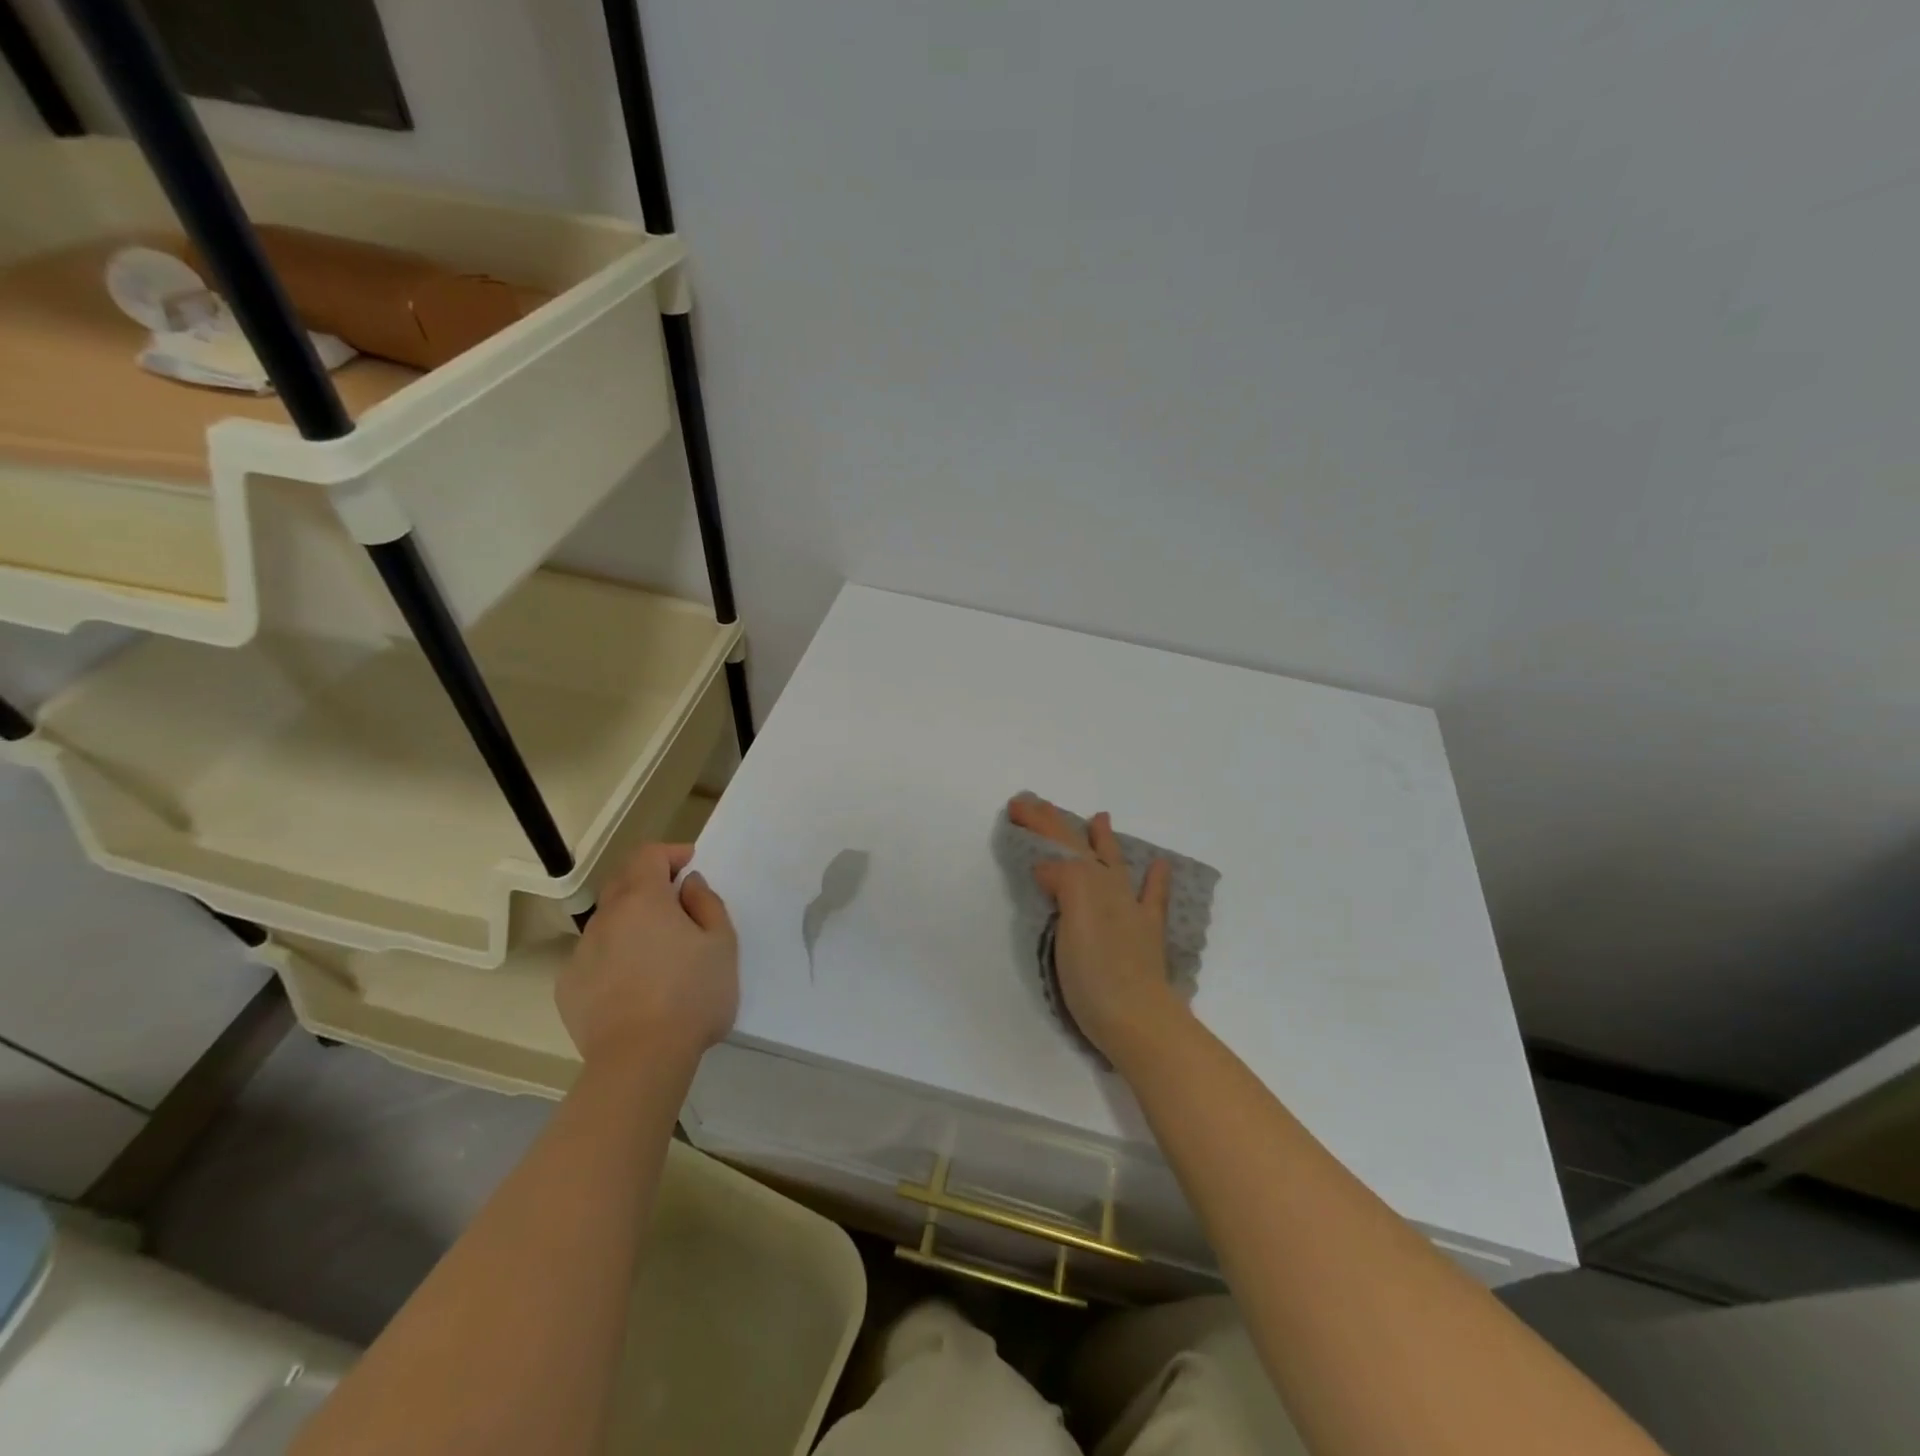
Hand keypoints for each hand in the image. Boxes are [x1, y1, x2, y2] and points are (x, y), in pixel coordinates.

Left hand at [557, 843, 737, 1070]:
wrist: (640, 1061)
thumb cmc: (691, 995)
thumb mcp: (722, 944)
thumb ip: (707, 904)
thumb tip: (688, 885)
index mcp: (643, 899)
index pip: (648, 855)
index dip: (670, 853)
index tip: (690, 866)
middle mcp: (606, 917)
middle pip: (623, 882)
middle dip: (649, 883)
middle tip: (677, 904)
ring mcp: (581, 953)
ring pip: (608, 922)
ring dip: (631, 922)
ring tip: (657, 951)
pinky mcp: (568, 987)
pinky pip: (594, 957)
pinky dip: (614, 956)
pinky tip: (633, 984)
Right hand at [1007, 796, 1182, 1066]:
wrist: (1138, 1019)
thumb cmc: (1095, 973)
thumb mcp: (1071, 919)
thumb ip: (1064, 881)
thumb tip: (1048, 868)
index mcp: (1089, 884)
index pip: (1060, 845)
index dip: (1039, 823)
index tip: (1015, 806)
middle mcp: (1111, 890)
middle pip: (1080, 849)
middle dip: (1056, 825)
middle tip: (1033, 805)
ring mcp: (1131, 911)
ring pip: (1113, 865)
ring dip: (1102, 841)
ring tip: (1100, 818)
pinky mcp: (1145, 935)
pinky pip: (1151, 898)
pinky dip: (1154, 879)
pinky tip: (1159, 865)